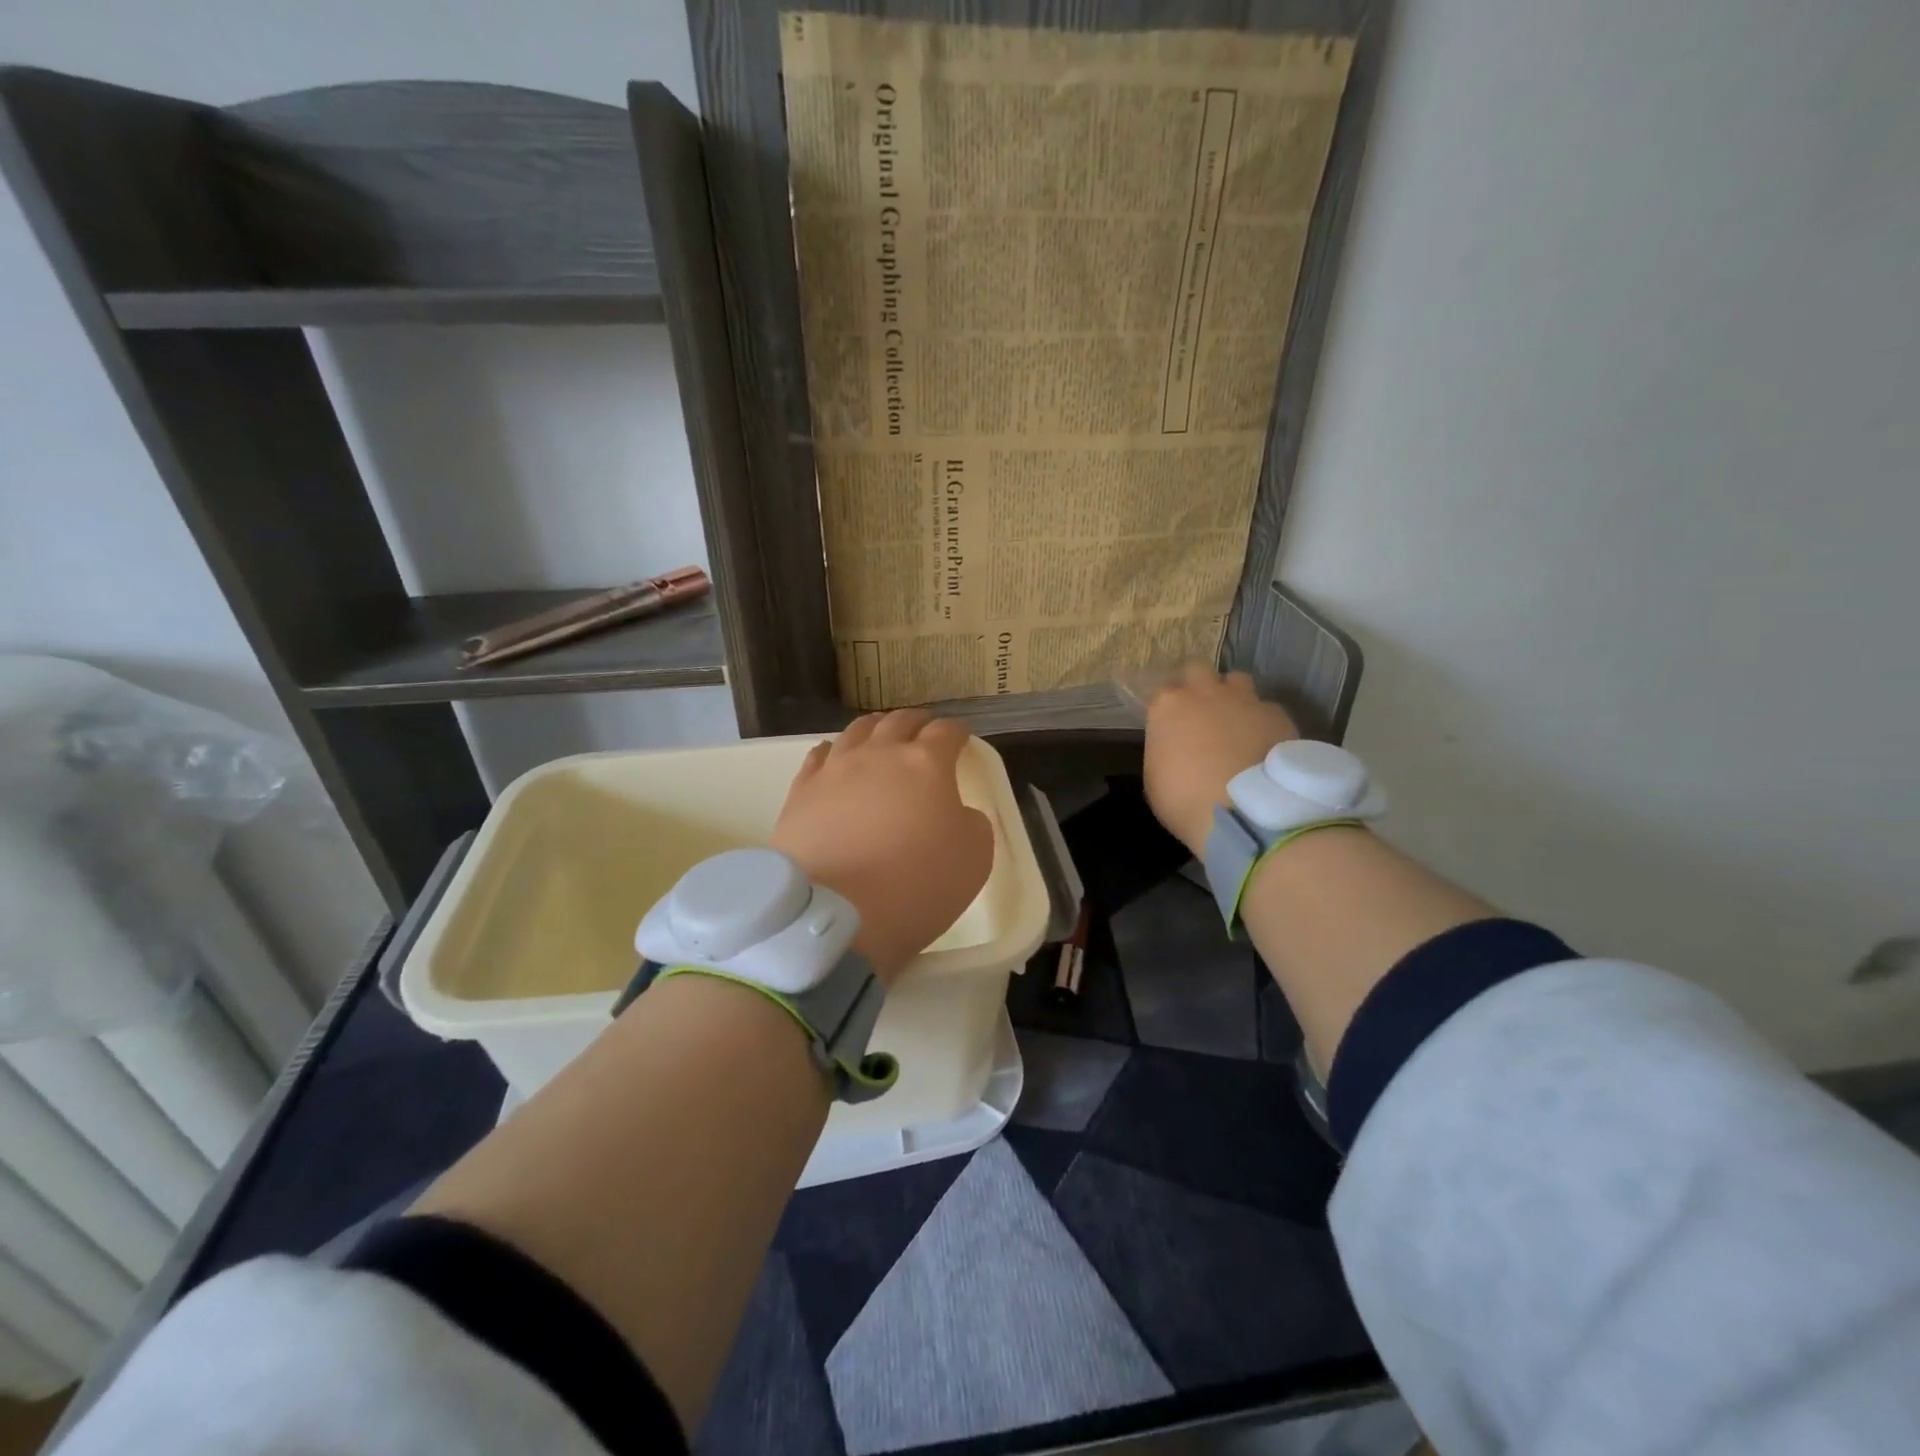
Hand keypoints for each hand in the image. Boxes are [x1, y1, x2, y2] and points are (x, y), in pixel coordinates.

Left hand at [772, 710, 994, 982]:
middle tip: (924, 732)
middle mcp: (879, 754)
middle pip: (900, 722)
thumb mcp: (975, 858)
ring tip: (881, 735)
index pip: (946, 732)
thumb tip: (954, 811)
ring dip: (877, 729)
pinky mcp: (801, 790)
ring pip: (858, 731)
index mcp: (927, 764)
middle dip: (917, 723)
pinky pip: (820, 755)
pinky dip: (835, 751)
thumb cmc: (916, 887)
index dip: (957, 733)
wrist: (836, 915)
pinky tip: (836, 757)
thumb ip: (971, 823)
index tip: (961, 740)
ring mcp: (835, 769)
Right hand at [1143, 664, 1298, 855]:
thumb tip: (1175, 747)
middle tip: (1200, 711)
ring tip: (1235, 722)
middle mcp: (1205, 692)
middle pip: (1197, 668)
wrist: (1246, 812)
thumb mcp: (1155, 779)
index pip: (1161, 691)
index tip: (1170, 724)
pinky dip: (1262, 721)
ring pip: (1236, 679)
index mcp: (1168, 707)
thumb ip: (1164, 751)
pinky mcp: (1277, 714)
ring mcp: (1244, 700)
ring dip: (1232, 695)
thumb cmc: (1185, 800)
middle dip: (1197, 684)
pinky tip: (1263, 743)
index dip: (1167, 707)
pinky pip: (1266, 708)